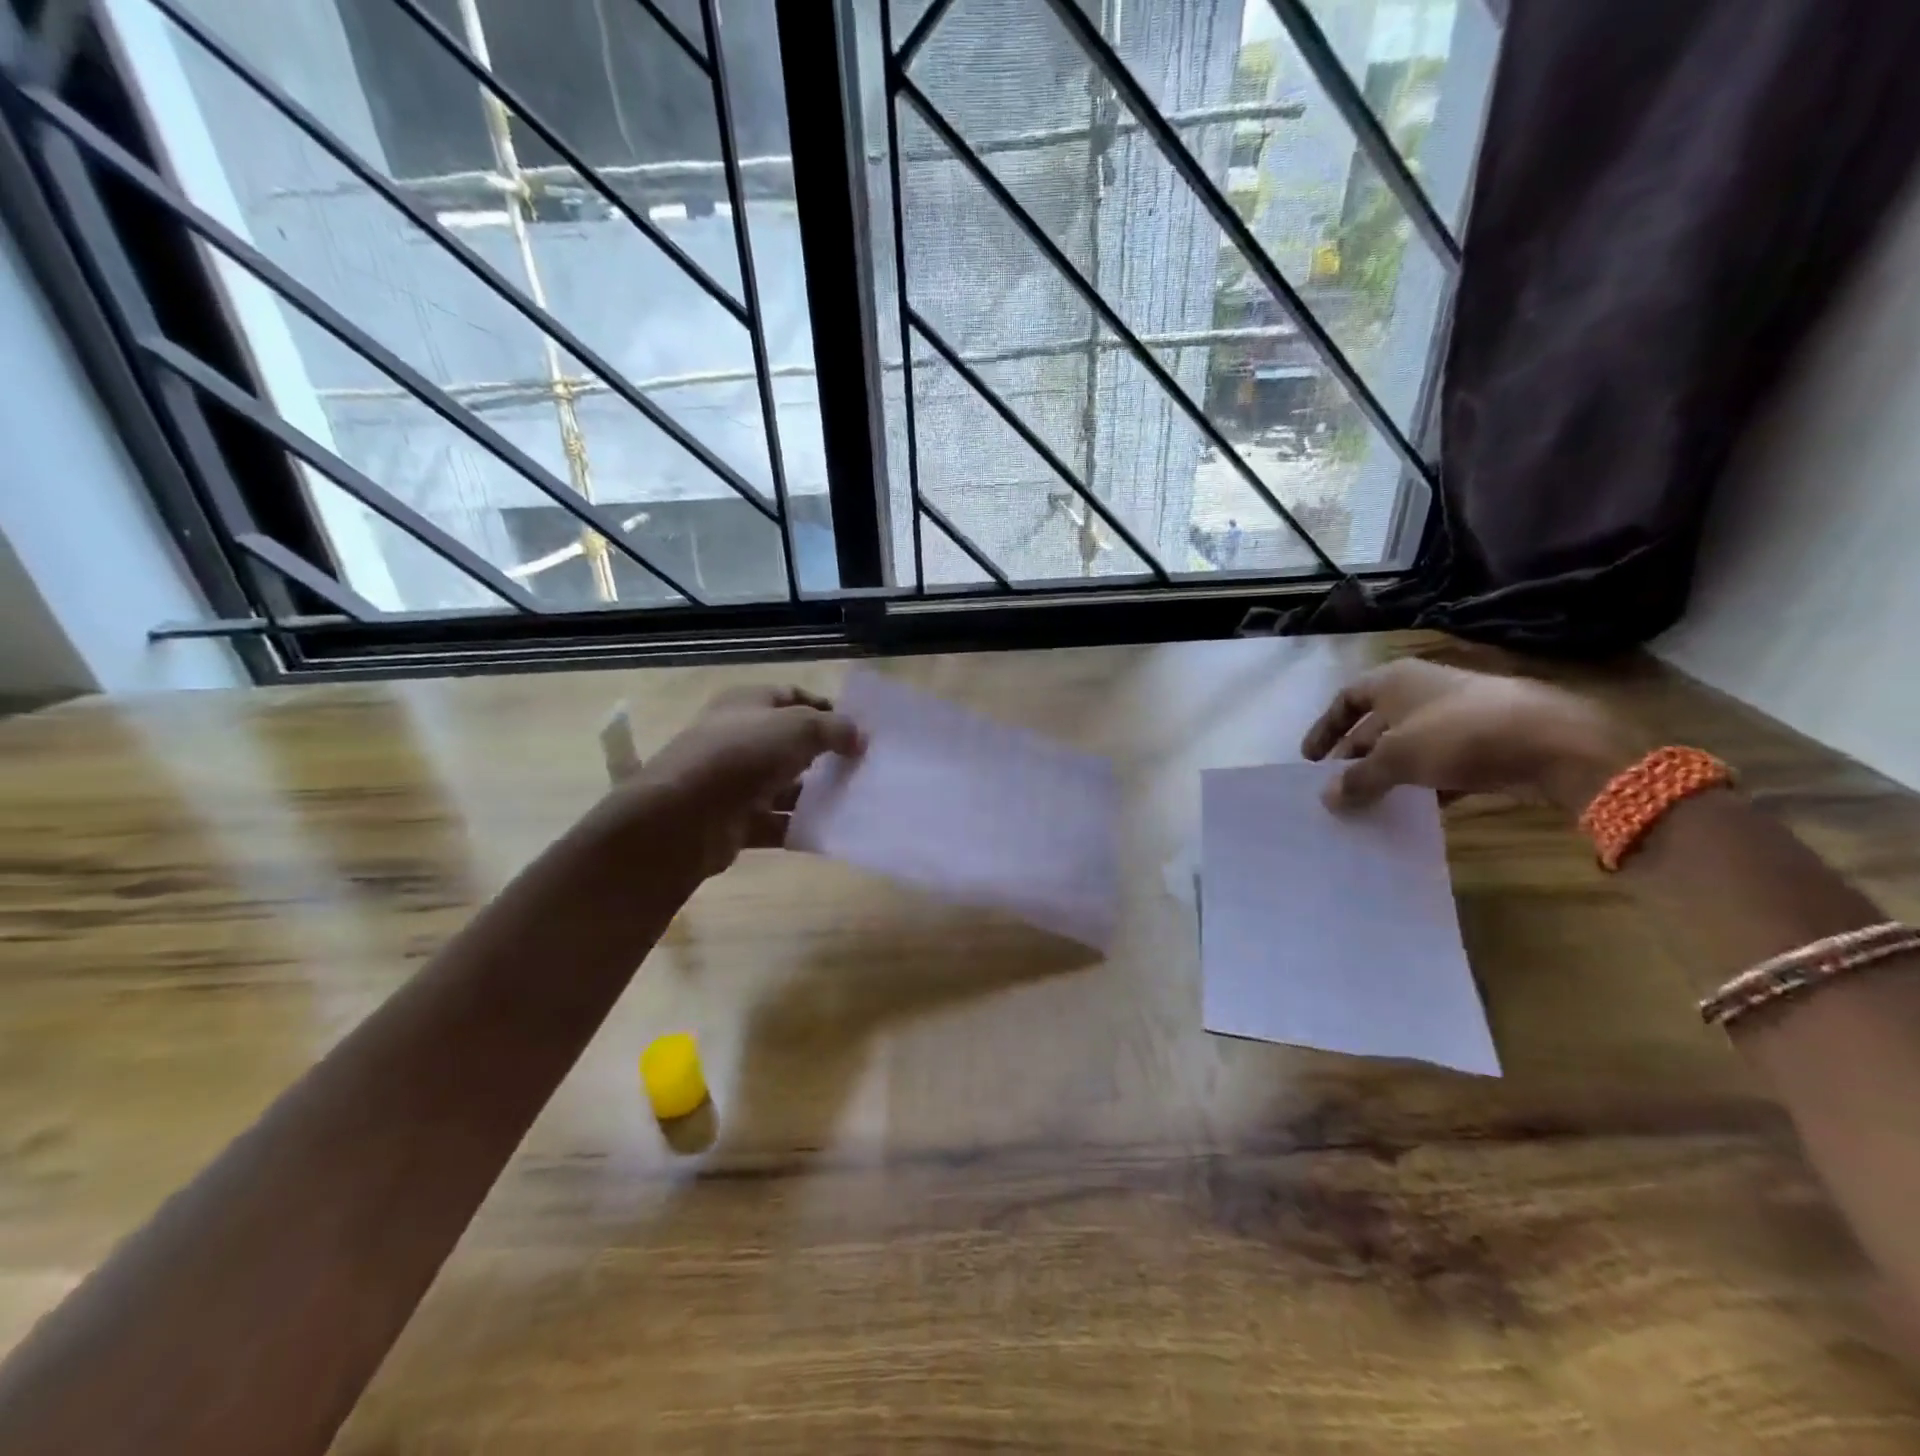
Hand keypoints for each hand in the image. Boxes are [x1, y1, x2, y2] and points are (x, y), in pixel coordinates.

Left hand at [625, 686, 863, 877]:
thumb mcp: (798, 728)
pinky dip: (798, 826)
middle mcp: (738, 738)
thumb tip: (860, 737)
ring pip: (784, 785)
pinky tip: (828, 831)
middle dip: (825, 754)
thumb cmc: (742, 755)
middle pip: (789, 743)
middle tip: (861, 767)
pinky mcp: (734, 821)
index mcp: (746, 704)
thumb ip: (834, 728)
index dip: (826, 708)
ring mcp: (734, 781)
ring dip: (814, 794)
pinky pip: (775, 822)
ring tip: (853, 801)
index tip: (858, 729)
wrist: (684, 817)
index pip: (792, 696)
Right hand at [1301, 659, 1631, 812]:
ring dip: (1388, 772)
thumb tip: (1327, 798)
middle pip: (1375, 723)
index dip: (1325, 728)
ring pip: (1408, 744)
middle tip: (1338, 787)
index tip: (1310, 760)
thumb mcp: (1397, 758)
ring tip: (1372, 802)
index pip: (1346, 699)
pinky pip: (1442, 762)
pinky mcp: (1486, 740)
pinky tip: (1419, 808)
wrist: (1555, 742)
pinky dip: (1425, 782)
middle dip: (1355, 755)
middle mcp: (1422, 691)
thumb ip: (1358, 779)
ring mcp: (1456, 715)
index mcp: (1394, 681)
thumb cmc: (1458, 735)